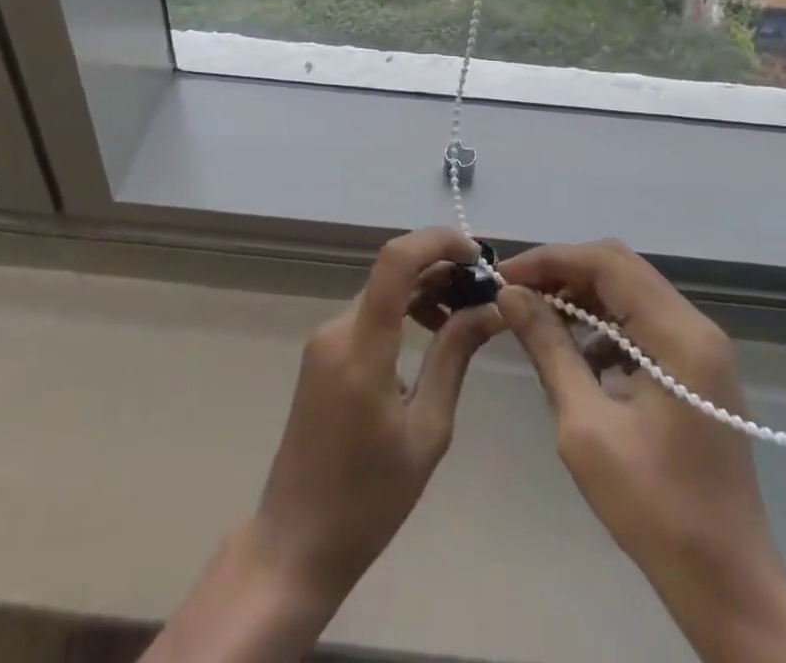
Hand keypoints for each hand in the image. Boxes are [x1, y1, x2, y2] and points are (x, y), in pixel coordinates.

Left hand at [252, 226, 502, 609]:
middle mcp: (337, 329)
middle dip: (441, 268)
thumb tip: (490, 309)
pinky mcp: (323, 353)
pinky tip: (432, 334)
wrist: (296, 543)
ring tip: (465, 315)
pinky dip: (404, 310)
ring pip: (382, 290)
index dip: (438, 242)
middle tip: (484, 291)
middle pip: (392, 271)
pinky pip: (370, 314)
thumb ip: (454, 357)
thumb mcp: (427, 431)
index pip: (396, 260)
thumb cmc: (369, 500)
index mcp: (361, 348)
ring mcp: (325, 339)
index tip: (479, 257)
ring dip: (425, 289)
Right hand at [498, 241, 785, 662]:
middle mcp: (697, 325)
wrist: (729, 584)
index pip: (607, 262)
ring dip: (583, 295)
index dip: (551, 260)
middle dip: (564, 272)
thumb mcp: (586, 428)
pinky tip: (577, 353)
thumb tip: (511, 296)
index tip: (504, 275)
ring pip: (631, 291)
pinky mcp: (697, 367)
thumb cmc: (656, 510)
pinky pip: (643, 321)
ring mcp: (702, 346)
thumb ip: (550, 349)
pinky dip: (605, 323)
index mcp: (679, 335)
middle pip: (621, 267)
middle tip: (516, 292)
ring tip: (537, 316)